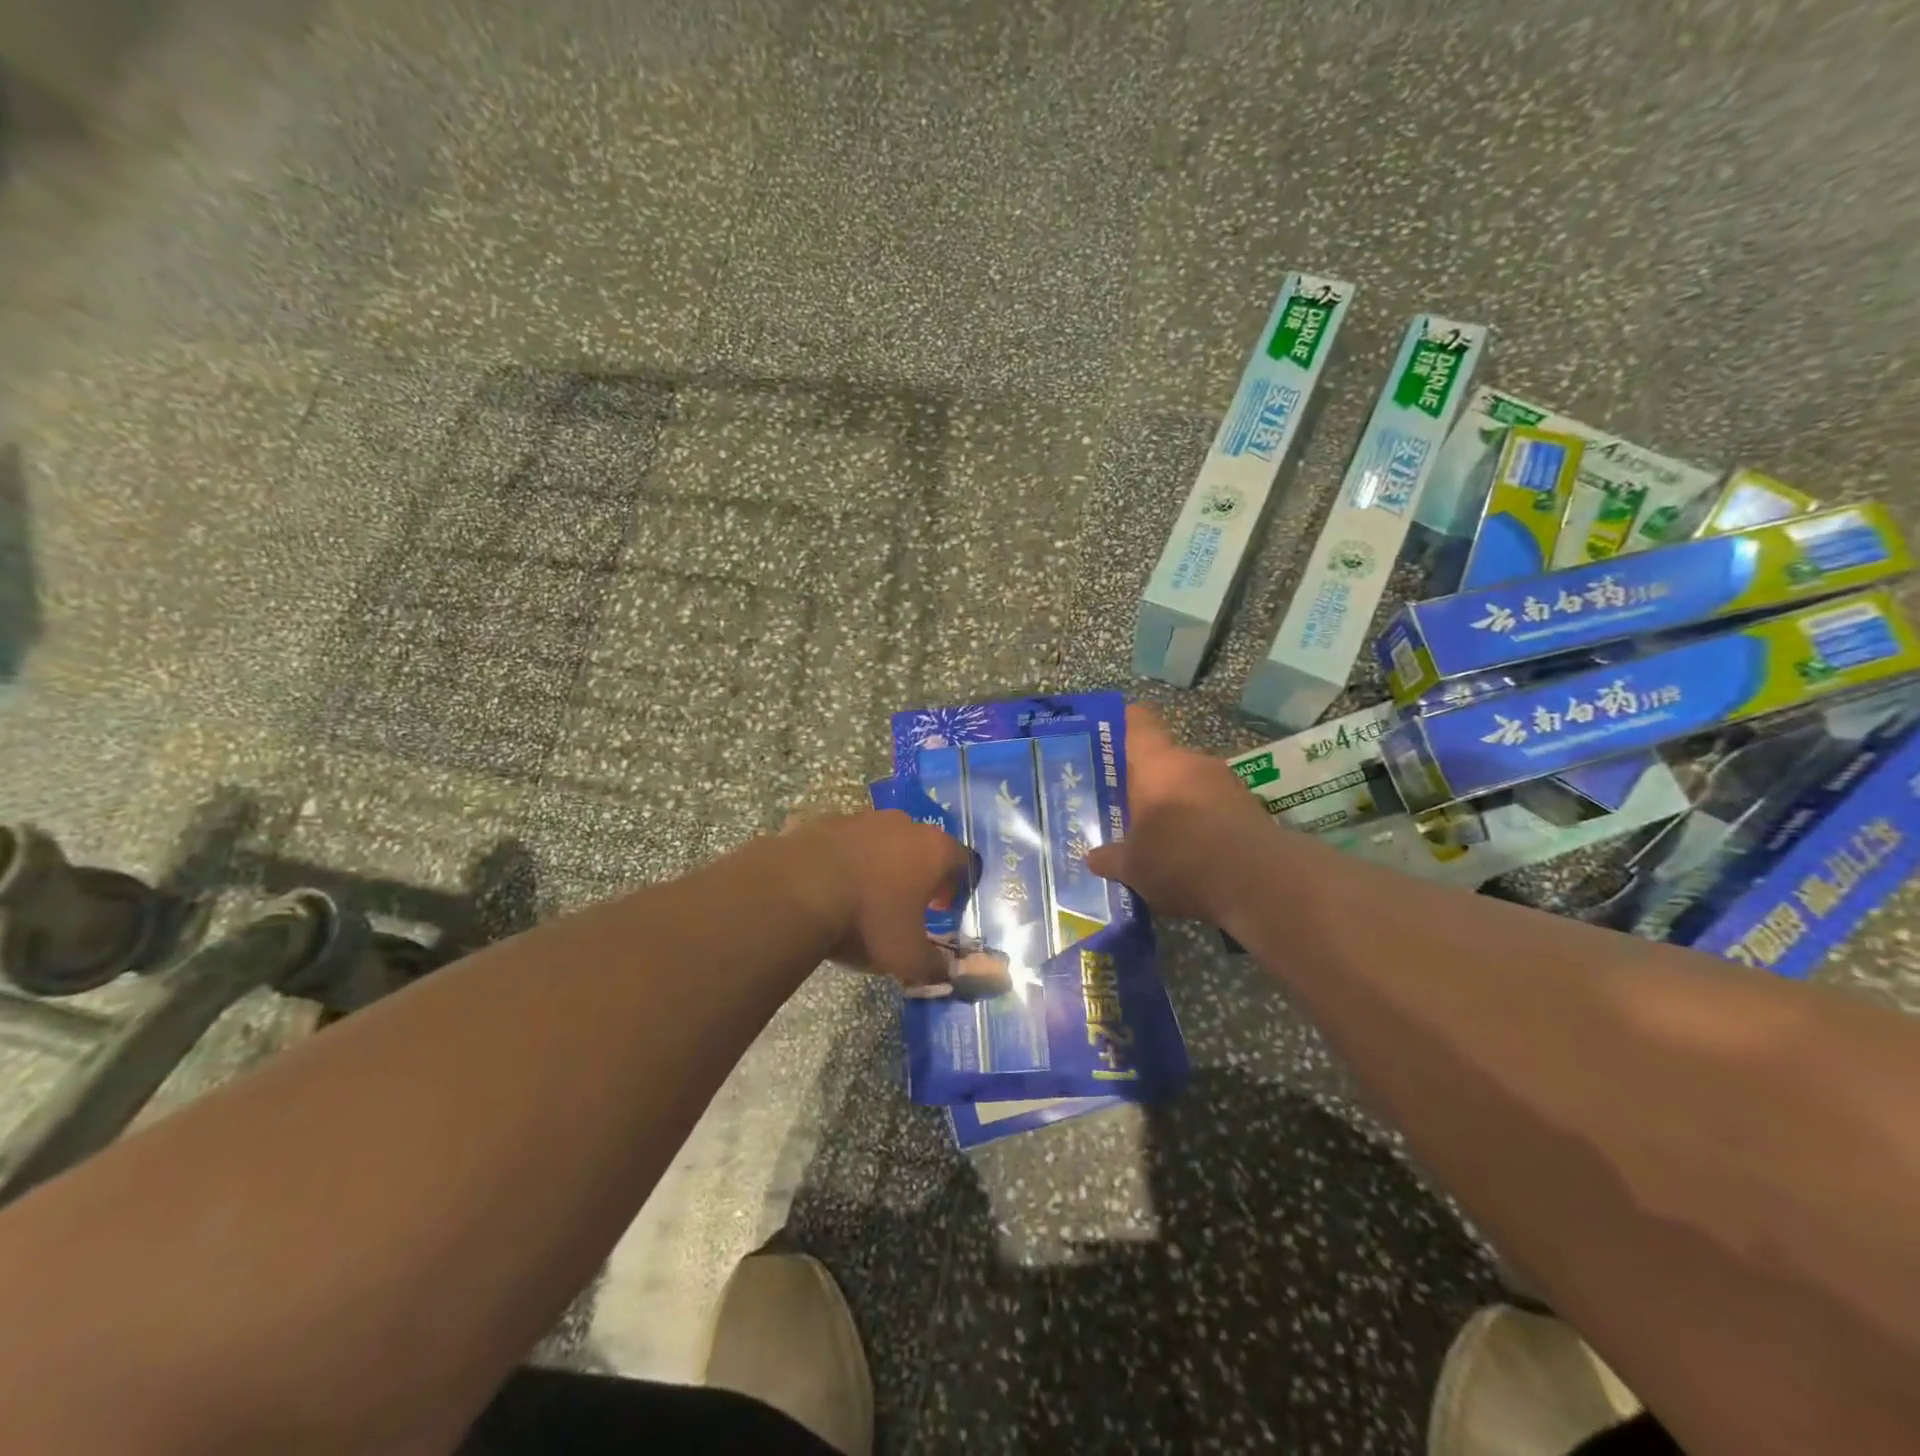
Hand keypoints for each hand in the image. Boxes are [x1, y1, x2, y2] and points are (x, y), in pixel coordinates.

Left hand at [781, 811, 970, 987]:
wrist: (799, 890)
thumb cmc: (868, 920)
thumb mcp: (907, 957)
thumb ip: (933, 966)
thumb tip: (945, 973)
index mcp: (934, 850)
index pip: (963, 862)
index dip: (958, 887)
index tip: (944, 909)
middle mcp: (904, 825)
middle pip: (923, 846)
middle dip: (920, 873)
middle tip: (908, 904)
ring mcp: (864, 818)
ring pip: (884, 840)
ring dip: (882, 863)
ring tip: (867, 896)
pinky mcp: (828, 821)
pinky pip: (847, 842)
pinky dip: (847, 860)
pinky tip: (833, 886)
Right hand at [1086, 704, 1276, 923]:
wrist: (1260, 885)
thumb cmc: (1180, 859)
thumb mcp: (1133, 866)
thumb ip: (1111, 858)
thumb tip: (1093, 857)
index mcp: (1157, 764)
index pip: (1137, 723)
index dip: (1121, 726)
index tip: (1106, 740)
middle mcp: (1194, 764)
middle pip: (1163, 761)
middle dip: (1145, 783)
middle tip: (1123, 807)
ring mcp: (1228, 785)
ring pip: (1190, 786)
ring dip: (1175, 806)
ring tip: (1156, 838)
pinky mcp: (1252, 811)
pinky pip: (1214, 810)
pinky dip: (1201, 826)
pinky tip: (1190, 857)